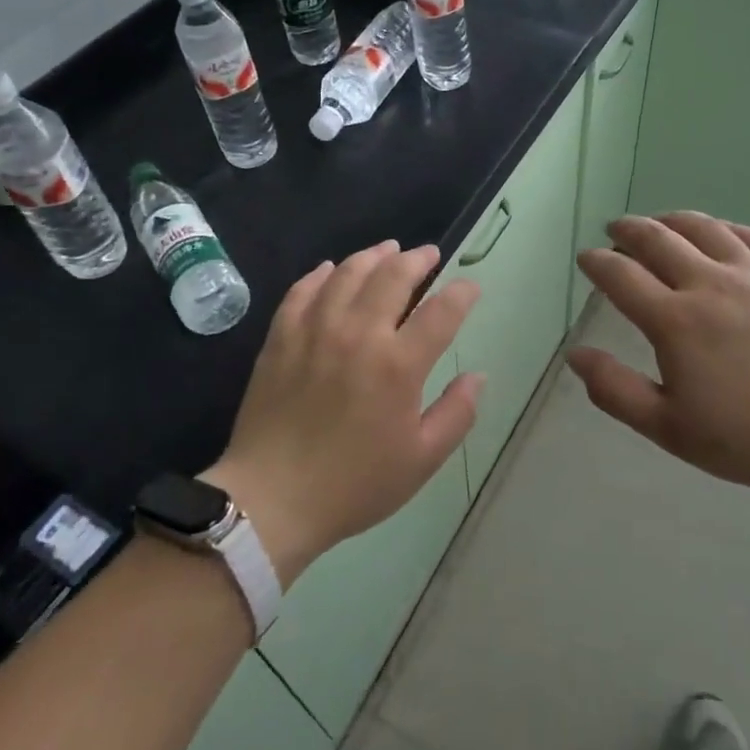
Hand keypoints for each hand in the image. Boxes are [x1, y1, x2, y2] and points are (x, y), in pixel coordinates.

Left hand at [205, 241, 483, 583]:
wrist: (272, 499)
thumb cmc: (354, 484)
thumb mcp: (421, 460)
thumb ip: (457, 414)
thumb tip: (477, 376)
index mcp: (399, 365)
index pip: (442, 312)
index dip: (462, 293)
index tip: (470, 286)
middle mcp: (359, 334)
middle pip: (394, 277)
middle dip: (417, 260)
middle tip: (428, 255)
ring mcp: (315, 330)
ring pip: (348, 273)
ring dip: (372, 256)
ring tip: (387, 250)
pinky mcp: (281, 337)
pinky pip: (302, 290)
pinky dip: (321, 274)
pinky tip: (329, 269)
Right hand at [567, 213, 749, 502]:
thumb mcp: (670, 429)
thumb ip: (616, 391)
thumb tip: (576, 355)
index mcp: (674, 322)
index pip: (621, 276)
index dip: (597, 263)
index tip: (586, 258)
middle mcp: (709, 285)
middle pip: (658, 239)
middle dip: (628, 230)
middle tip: (615, 230)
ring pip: (704, 228)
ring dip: (672, 220)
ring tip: (660, 222)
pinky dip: (725, 228)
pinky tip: (720, 232)